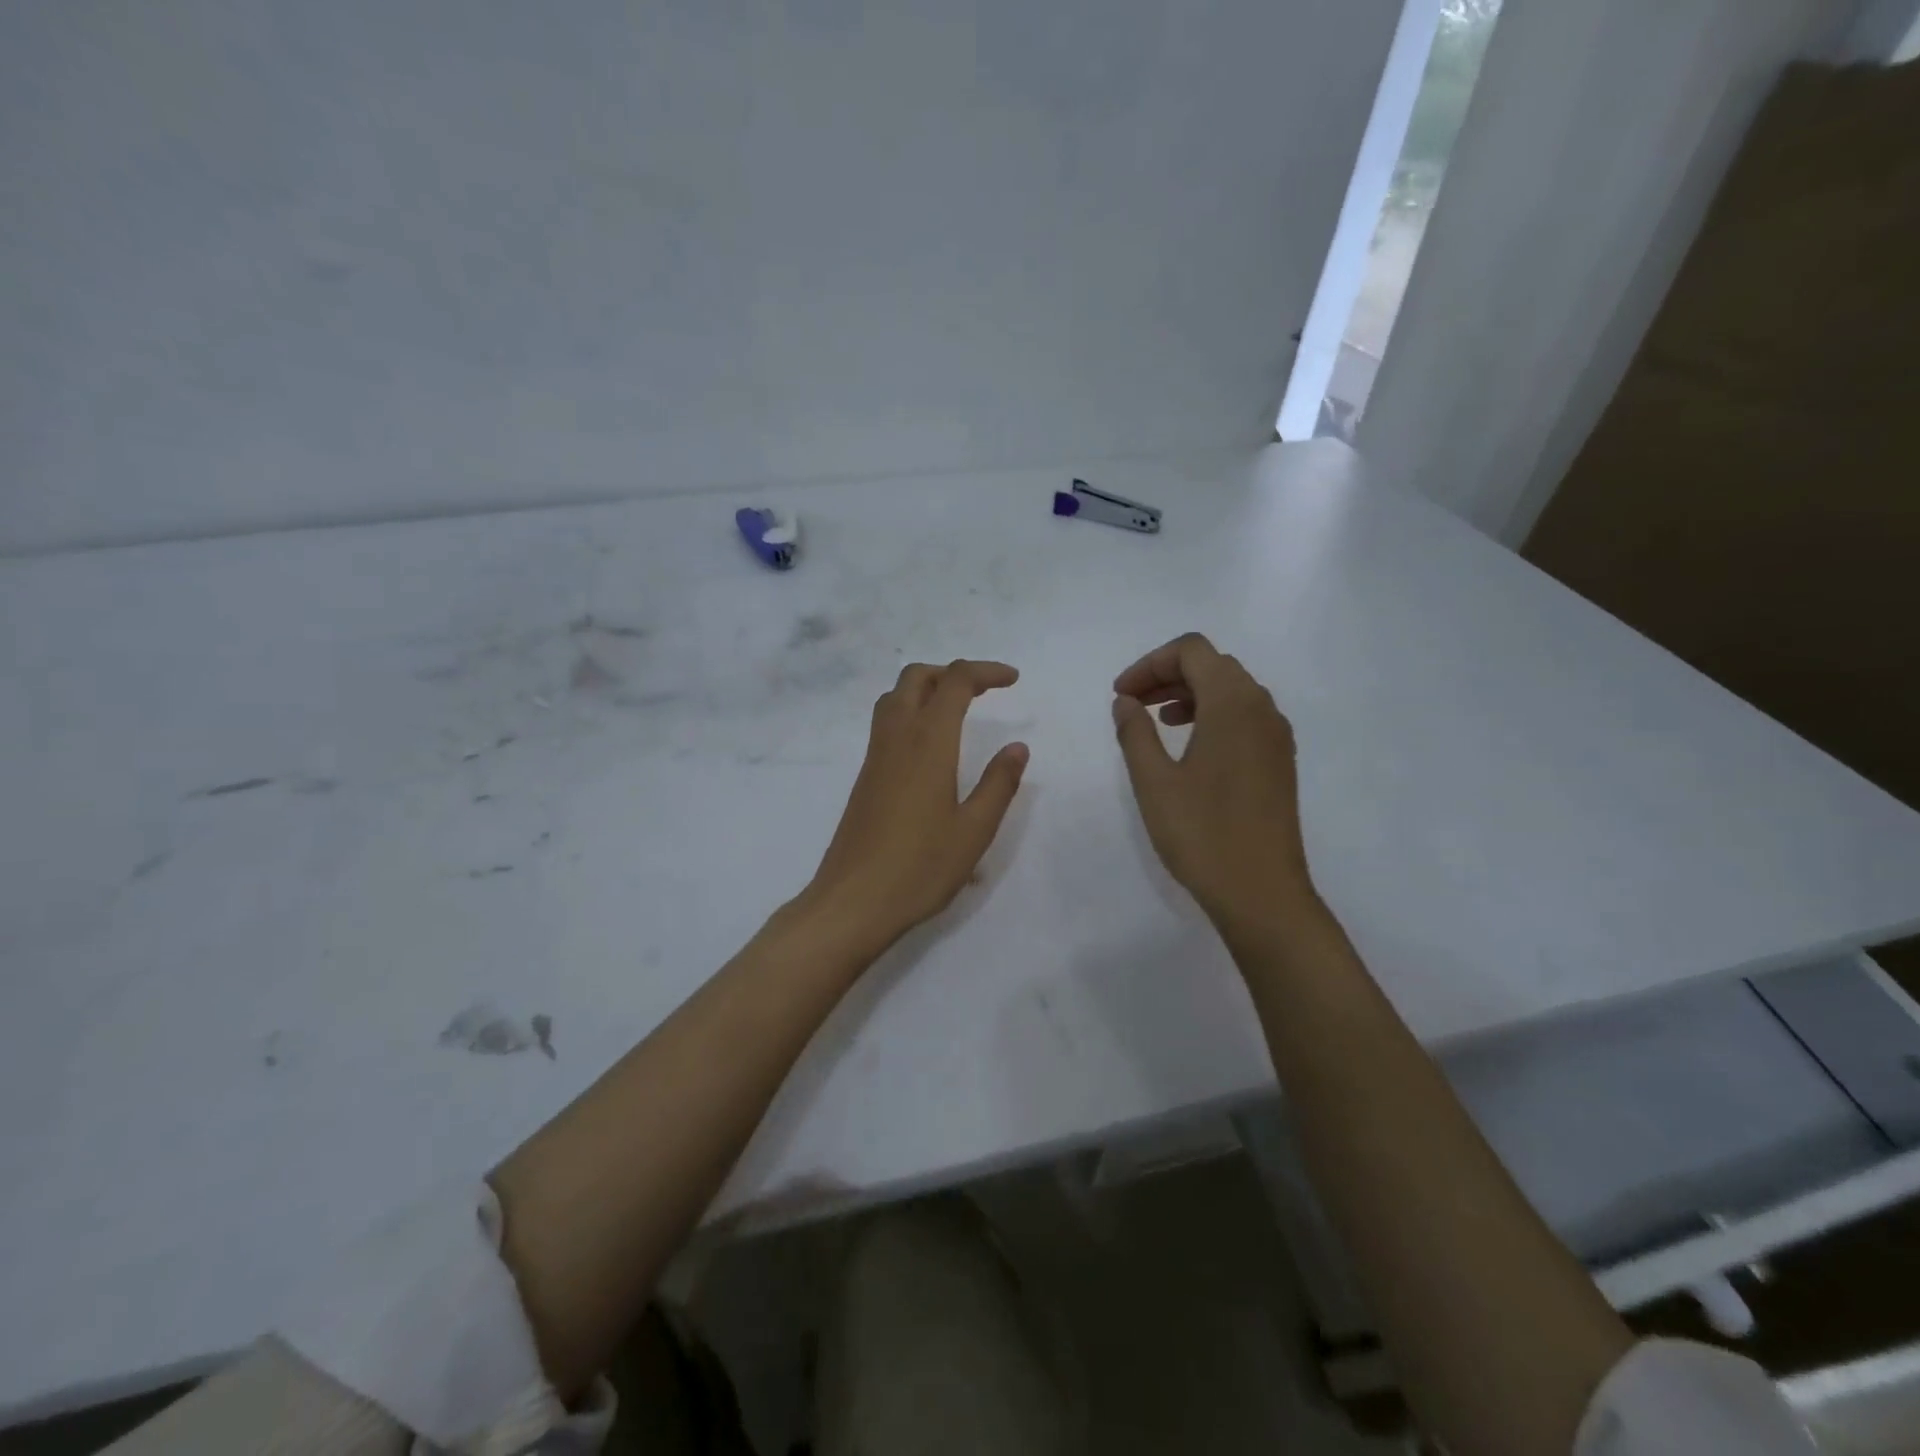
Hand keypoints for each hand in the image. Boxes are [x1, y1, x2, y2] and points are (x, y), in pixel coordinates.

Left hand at [803, 660, 1029, 954]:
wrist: (853, 901)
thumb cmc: (920, 867)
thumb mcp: (974, 830)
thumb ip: (998, 784)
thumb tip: (1017, 747)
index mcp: (928, 742)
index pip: (956, 682)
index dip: (986, 672)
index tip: (1013, 680)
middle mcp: (897, 738)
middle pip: (917, 677)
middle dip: (952, 672)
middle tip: (984, 691)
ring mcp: (875, 756)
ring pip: (895, 697)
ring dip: (927, 688)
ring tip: (958, 710)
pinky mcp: (865, 777)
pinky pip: (886, 723)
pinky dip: (910, 711)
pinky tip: (930, 746)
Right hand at [1112, 633, 1315, 930]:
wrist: (1262, 893)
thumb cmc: (1203, 833)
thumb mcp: (1154, 781)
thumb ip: (1135, 732)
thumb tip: (1126, 702)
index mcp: (1233, 704)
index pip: (1192, 651)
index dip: (1150, 664)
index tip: (1121, 696)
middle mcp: (1262, 709)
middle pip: (1213, 665)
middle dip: (1167, 675)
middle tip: (1132, 705)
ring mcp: (1276, 736)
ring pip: (1231, 690)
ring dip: (1190, 694)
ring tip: (1157, 722)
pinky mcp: (1280, 761)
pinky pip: (1245, 717)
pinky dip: (1212, 715)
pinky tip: (1189, 747)